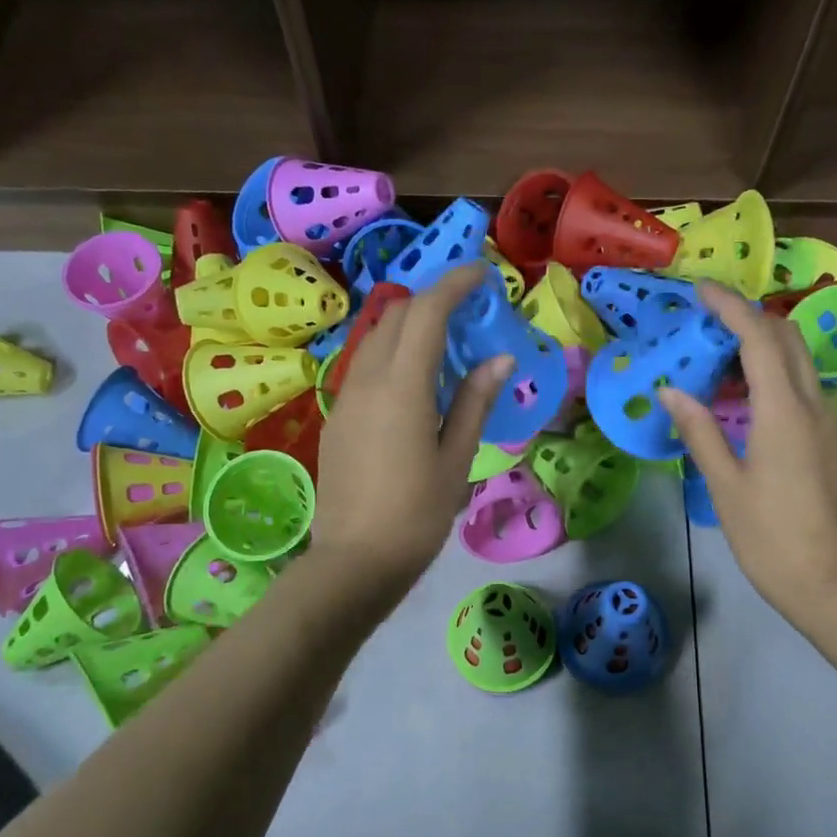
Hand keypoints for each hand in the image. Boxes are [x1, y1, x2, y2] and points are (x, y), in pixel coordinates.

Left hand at [314, 263, 507, 590]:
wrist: (354, 561)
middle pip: (397, 316)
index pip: (427, 313)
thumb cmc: (416, 516)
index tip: (482, 275)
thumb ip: (474, 402)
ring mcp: (345, 398)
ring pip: (376, 339)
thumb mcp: (455, 460)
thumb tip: (499, 358)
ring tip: (446, 344)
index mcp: (402, 387)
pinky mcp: (337, 418)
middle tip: (469, 312)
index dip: (454, 284)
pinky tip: (415, 382)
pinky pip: (365, 366)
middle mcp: (367, 380)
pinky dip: (393, 354)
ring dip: (410, 326)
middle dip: (433, 301)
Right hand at [660, 283, 836, 624]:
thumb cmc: (768, 536)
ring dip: (761, 340)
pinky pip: (799, 382)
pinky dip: (770, 368)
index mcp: (783, 411)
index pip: (758, 338)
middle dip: (748, 315)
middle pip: (786, 337)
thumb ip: (699, 431)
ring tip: (715, 349)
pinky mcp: (826, 437)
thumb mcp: (725, 484)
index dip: (730, 307)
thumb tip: (671, 389)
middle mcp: (811, 403)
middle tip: (705, 317)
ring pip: (797, 358)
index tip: (700, 291)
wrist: (827, 580)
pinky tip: (740, 389)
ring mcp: (825, 419)